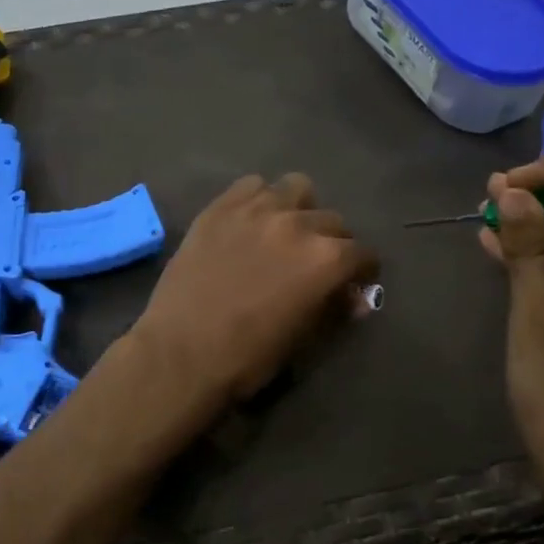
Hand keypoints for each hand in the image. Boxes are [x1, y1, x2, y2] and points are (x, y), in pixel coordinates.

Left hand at [134, 174, 376, 407]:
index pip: (362, 254)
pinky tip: (250, 223)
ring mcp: (256, 210)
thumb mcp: (303, 340)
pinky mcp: (219, 208)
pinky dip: (259, 200)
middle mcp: (297, 224)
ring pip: (296, 189)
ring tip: (284, 232)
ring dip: (299, 209)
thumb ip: (333, 310)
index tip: (351, 283)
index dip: (361, 272)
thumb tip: (355, 299)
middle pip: (332, 220)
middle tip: (314, 263)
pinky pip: (251, 186)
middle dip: (332, 242)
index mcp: (326, 259)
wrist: (180, 352)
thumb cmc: (247, 357)